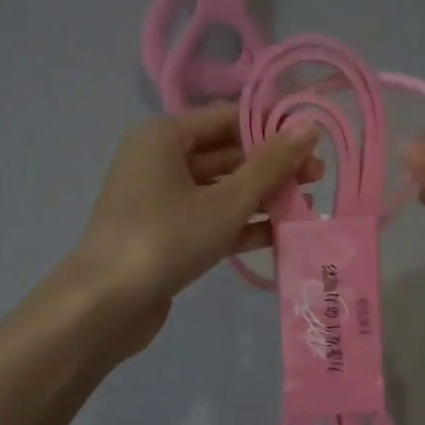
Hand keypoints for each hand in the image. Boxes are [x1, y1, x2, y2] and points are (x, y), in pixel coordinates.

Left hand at [62, 107, 319, 355]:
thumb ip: (270, 166)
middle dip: (272, 168)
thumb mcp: (225, 202)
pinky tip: (280, 236)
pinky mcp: (166, 234)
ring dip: (262, 199)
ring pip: (221, 190)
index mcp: (165, 136)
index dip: (273, 129)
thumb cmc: (165, 238)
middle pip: (227, 155)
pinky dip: (241, 225)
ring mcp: (161, 200)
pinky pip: (210, 219)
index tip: (314, 144)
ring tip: (307, 208)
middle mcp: (160, 160)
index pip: (228, 119)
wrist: (105, 305)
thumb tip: (309, 127)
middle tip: (319, 180)